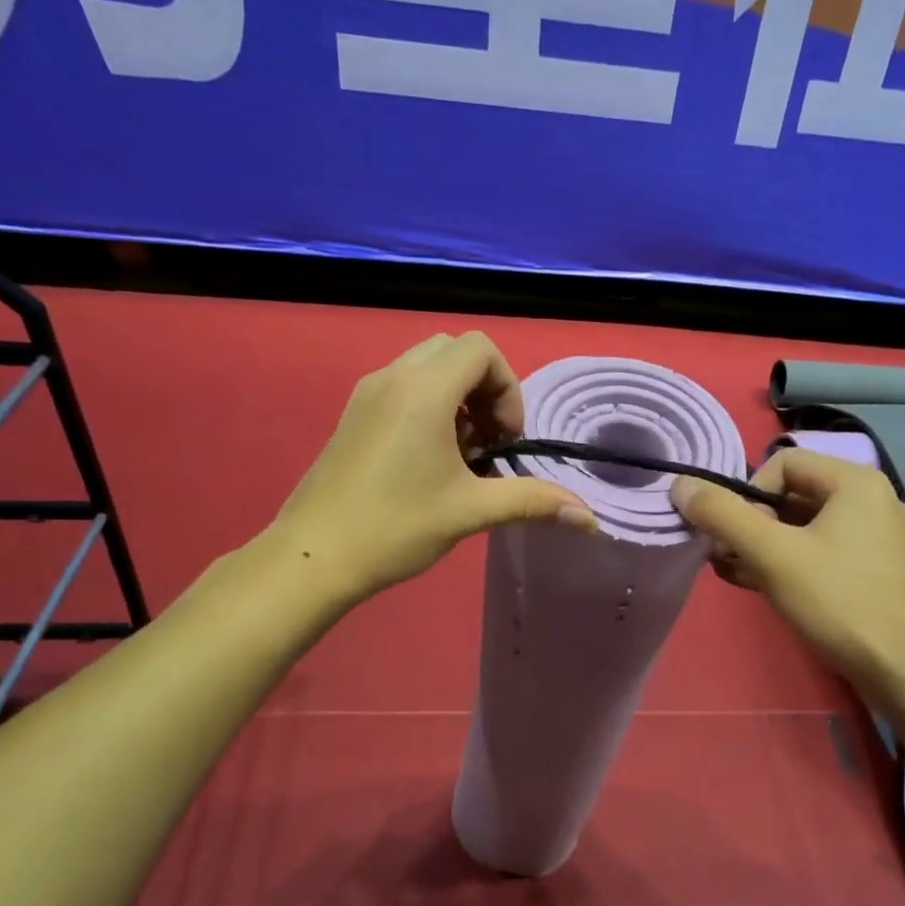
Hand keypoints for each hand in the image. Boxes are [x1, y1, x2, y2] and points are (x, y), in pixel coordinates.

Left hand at [266, 333, 596, 599]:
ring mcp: (368, 393)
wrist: (314, 555)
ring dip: (458, 399)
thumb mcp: (470, 512)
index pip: (481, 350)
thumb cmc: (395, 527)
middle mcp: (393, 377)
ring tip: (462, 454)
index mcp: (423, 391)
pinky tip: (430, 461)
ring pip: (427, 367)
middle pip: (456, 352)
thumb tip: (590, 519)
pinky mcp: (354, 414)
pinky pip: (403, 387)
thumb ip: (532, 501)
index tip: (505, 440)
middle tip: (488, 443)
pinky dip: (430, 407)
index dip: (507, 389)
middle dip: (485, 390)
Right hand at [670, 448, 904, 690]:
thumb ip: (723, 516)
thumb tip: (681, 485)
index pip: (782, 463)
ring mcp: (876, 538)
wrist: (903, 669)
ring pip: (803, 528)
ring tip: (737, 575)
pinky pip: (821, 552)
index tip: (738, 537)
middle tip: (729, 559)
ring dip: (763, 547)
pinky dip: (789, 563)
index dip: (748, 496)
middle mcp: (871, 500)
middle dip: (751, 525)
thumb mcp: (772, 555)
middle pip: (791, 496)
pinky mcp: (875, 570)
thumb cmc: (838, 601)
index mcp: (855, 482)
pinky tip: (764, 588)